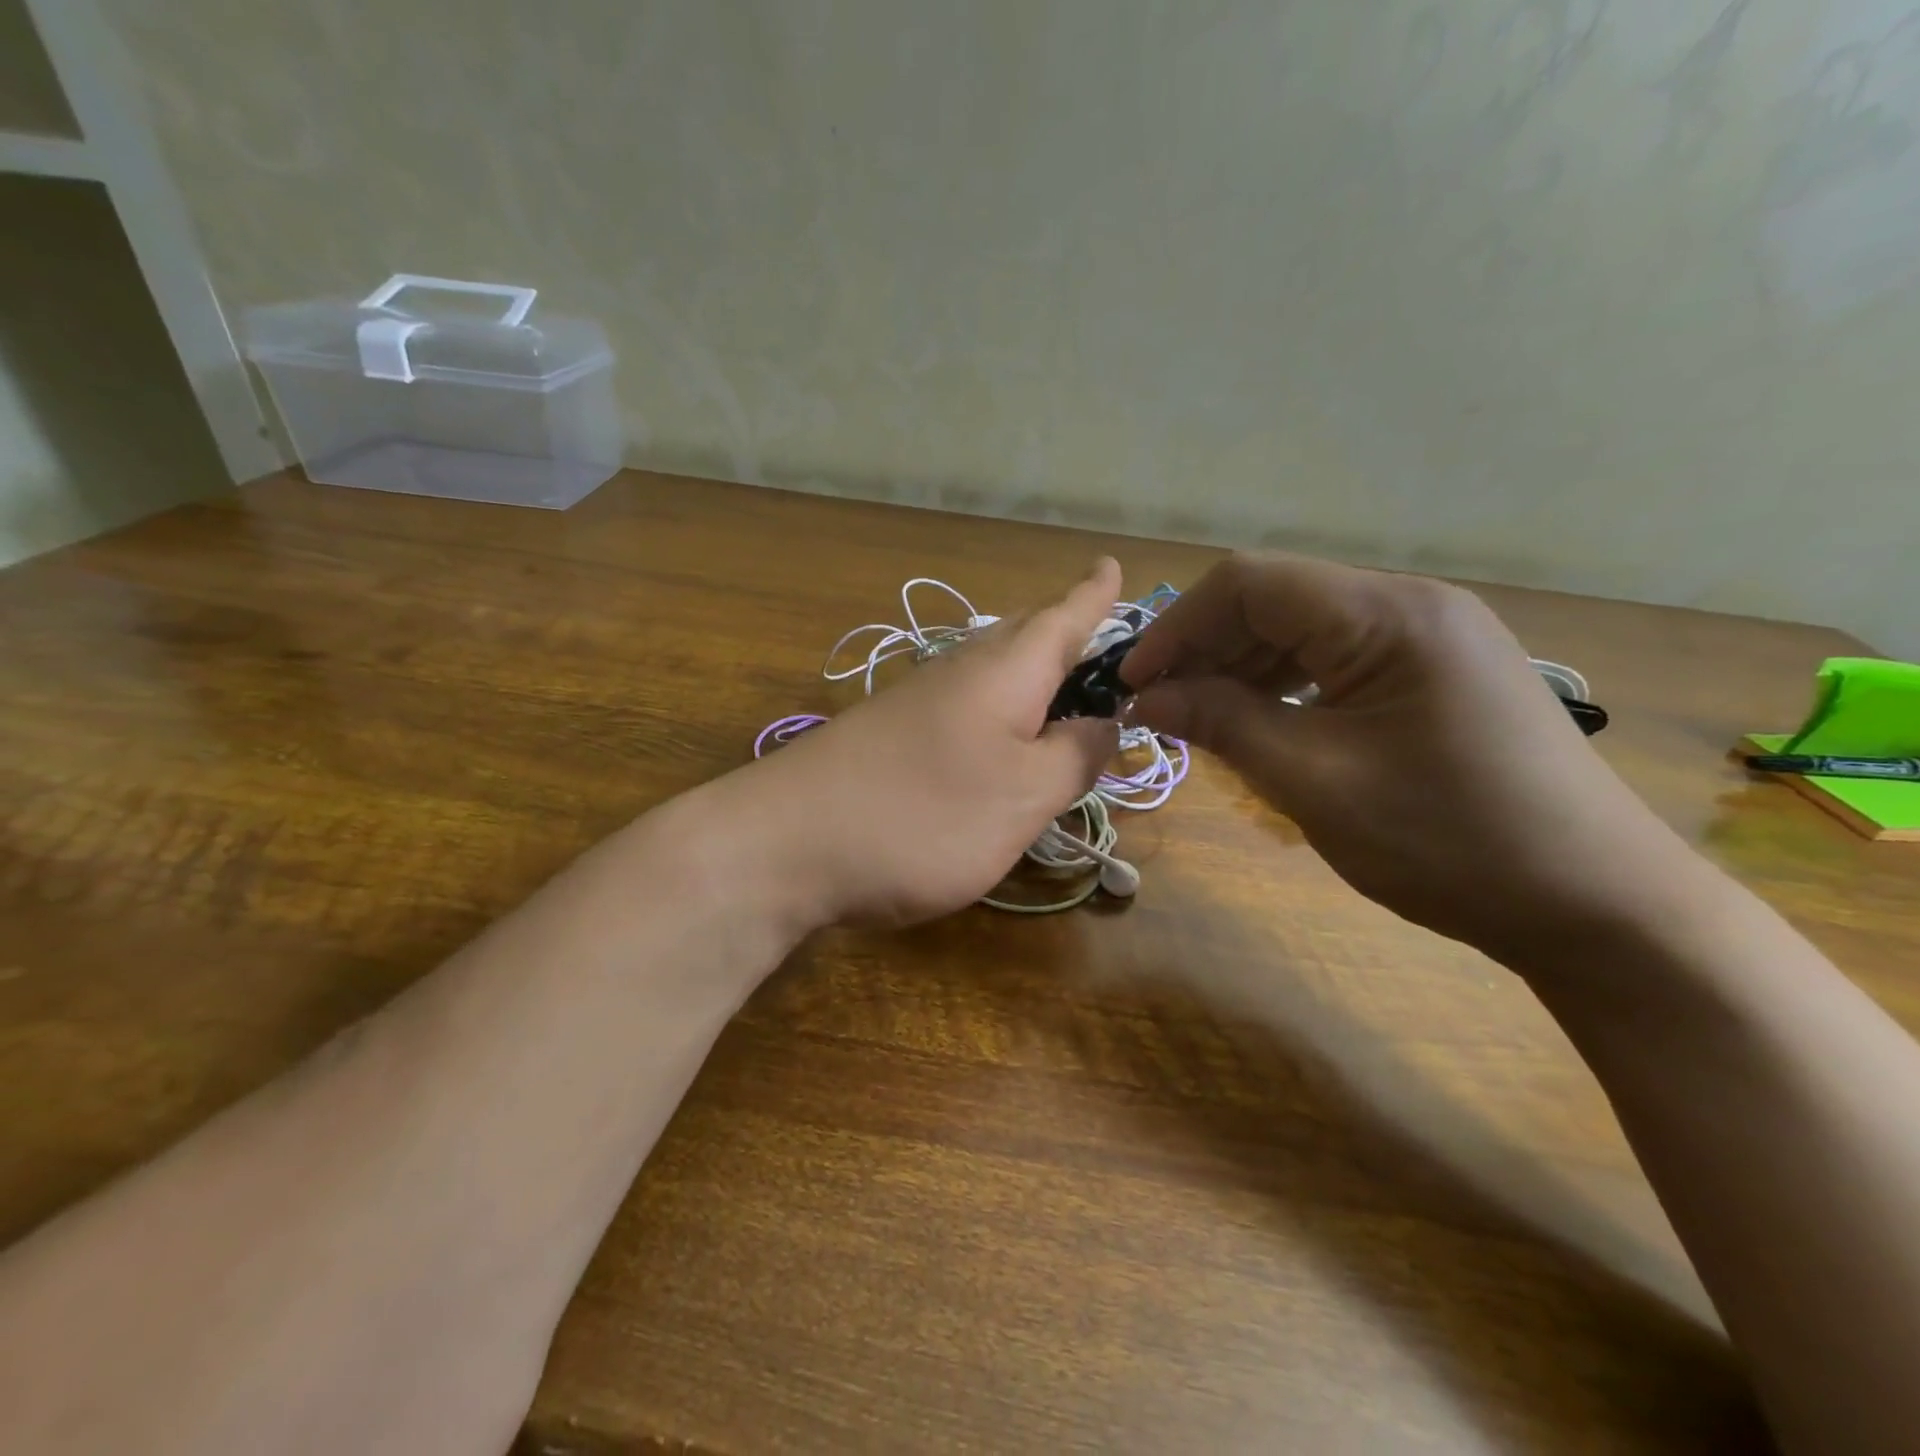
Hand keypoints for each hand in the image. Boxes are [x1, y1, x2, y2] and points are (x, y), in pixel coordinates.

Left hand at [729, 559, 1123, 927]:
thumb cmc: (923, 815)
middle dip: (1064, 632)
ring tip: (1062, 688)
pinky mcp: (889, 739)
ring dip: (1030, 674)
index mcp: (1004, 673)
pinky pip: (963, 708)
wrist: (785, 845)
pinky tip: (996, 740)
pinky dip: (996, 713)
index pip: (1063, 619)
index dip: (1094, 595)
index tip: (1114, 563)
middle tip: (1098, 635)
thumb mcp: (1023, 796)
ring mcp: (916, 705)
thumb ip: (1074, 757)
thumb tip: (1105, 724)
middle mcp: (959, 674)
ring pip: (990, 673)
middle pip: (1024, 639)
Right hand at [1120, 552, 1703, 964]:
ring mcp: (1430, 638)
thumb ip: (1223, 723)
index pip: (1250, 583)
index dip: (1177, 626)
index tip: (1132, 683)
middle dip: (1205, 648)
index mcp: (1388, 614)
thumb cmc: (1451, 842)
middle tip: (1158, 709)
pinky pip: (1337, 660)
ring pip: (1303, 630)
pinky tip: (1261, 725)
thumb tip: (1143, 696)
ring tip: (1199, 720)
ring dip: (1240, 669)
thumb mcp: (1316, 781)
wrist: (1599, 907)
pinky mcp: (1436, 674)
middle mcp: (1410, 605)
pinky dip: (1284, 687)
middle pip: (1275, 600)